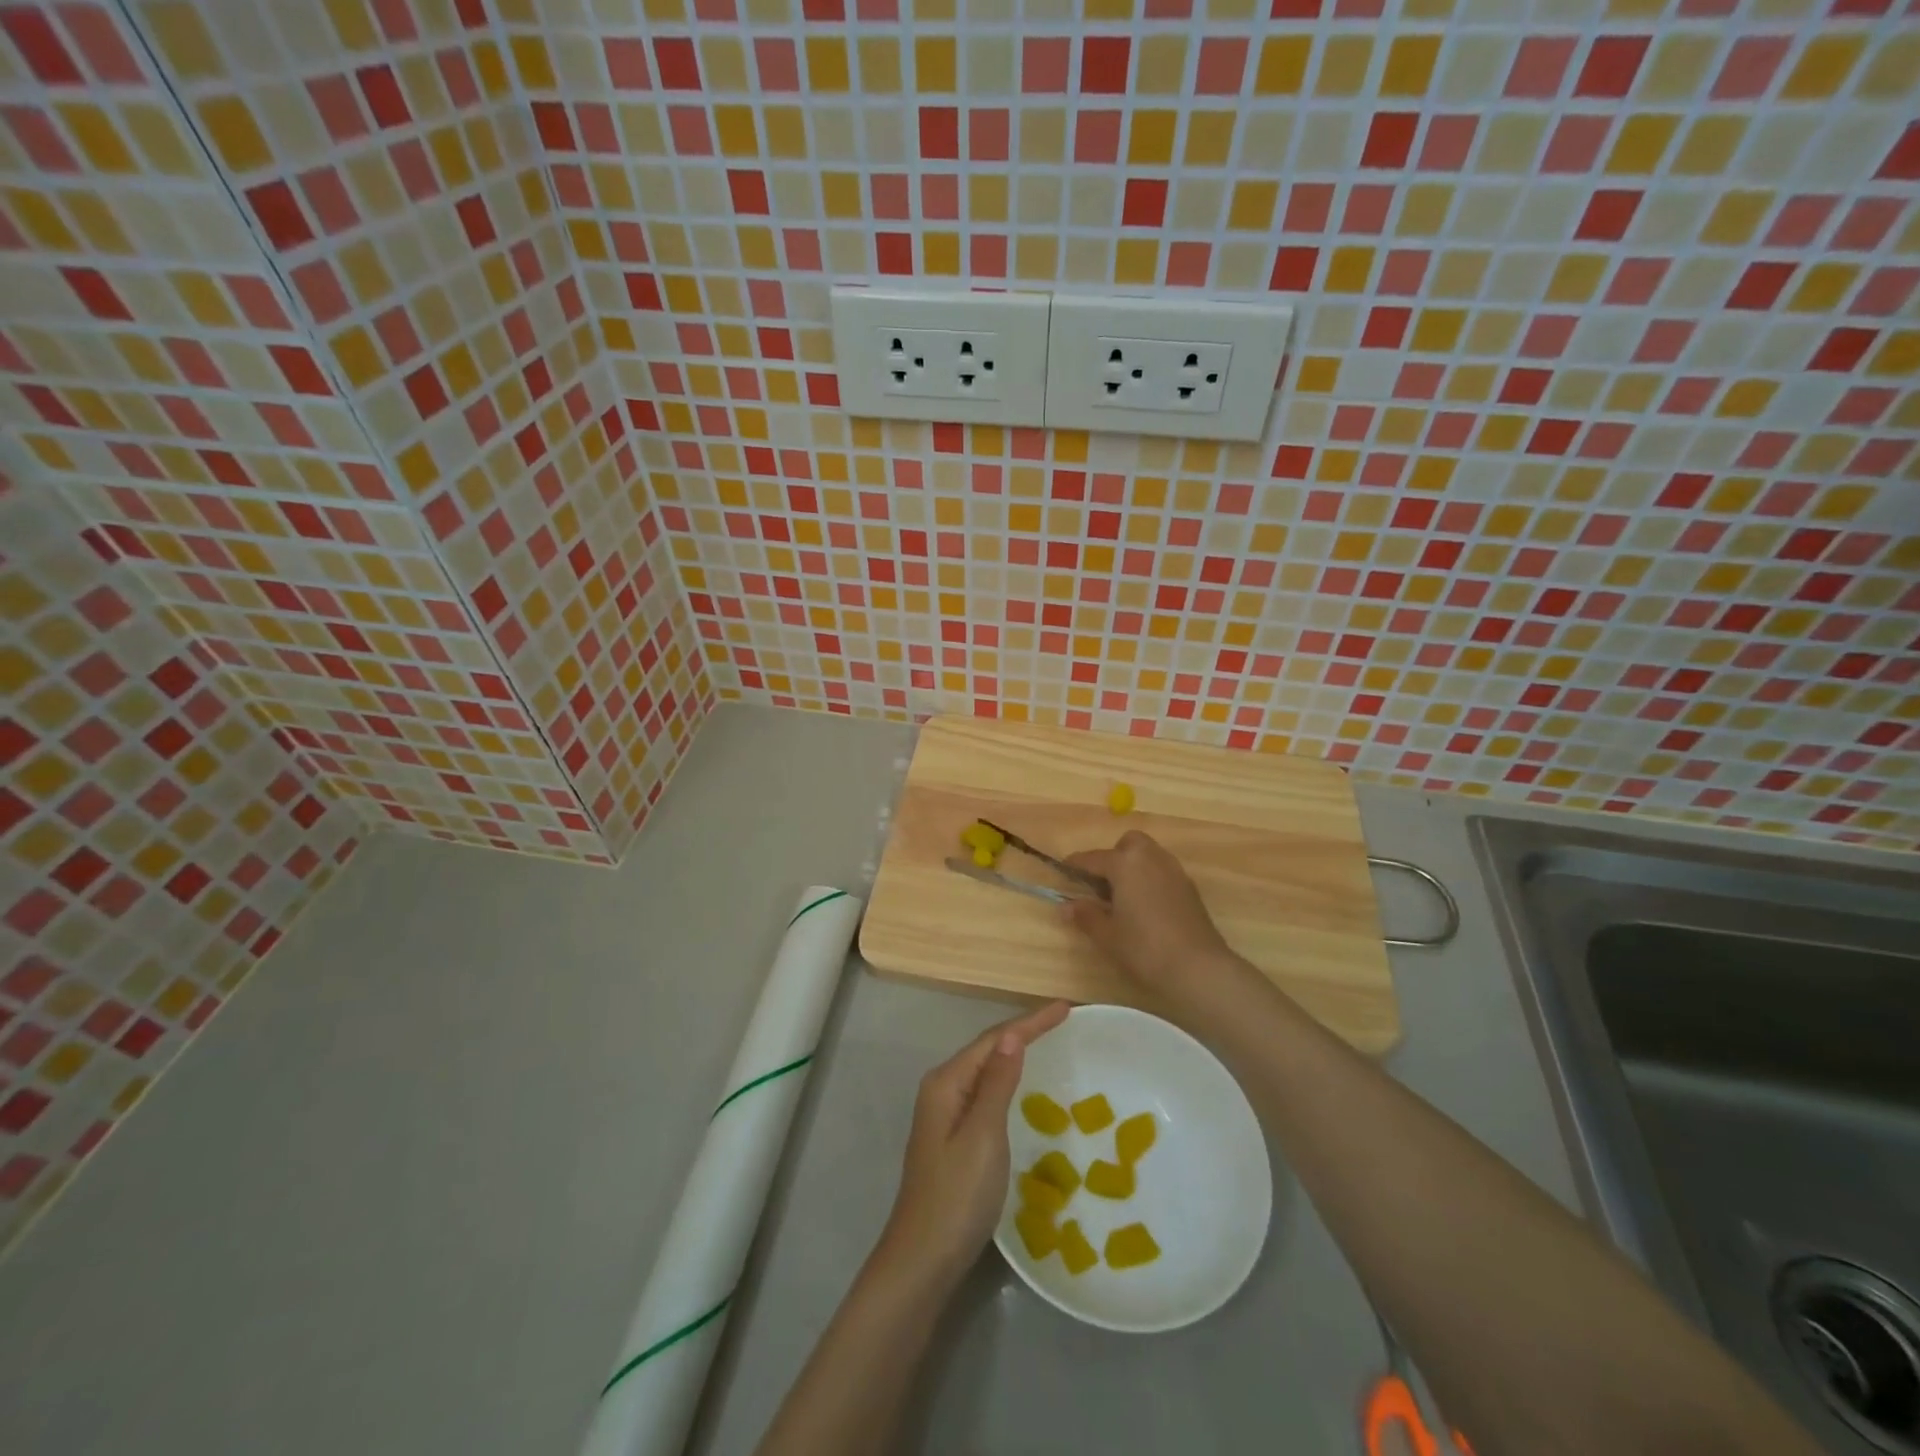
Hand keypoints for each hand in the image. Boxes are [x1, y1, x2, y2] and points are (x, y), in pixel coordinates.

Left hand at [876, 1000, 1069, 1288]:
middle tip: (1062, 1020)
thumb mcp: (984, 1135)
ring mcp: (945, 1114)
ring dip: (1016, 1052)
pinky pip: (985, 1092)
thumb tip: (1012, 1036)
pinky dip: (1008, 1079)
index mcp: (947, 1082)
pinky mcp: (952, 1137)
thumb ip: (998, 1083)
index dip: (1030, 1022)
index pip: (994, 1039)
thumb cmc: (957, 1196)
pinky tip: (1022, 1086)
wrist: (923, 1260)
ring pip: (986, 1069)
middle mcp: (942, 1089)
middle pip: (988, 1048)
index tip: (1066, 1008)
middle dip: (1023, 1031)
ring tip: (1048, 1041)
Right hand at [1064, 831, 1243, 1003]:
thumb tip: (1066, 906)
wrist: (1198, 967)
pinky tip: (1145, 907)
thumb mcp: (1107, 935)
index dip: (1075, 865)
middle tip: (1102, 884)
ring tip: (1122, 897)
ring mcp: (1174, 871)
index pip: (1093, 858)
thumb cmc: (1145, 948)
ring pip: (1148, 855)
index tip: (1063, 870)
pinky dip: (1150, 879)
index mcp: (1126, 863)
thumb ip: (1086, 916)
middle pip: (1128, 844)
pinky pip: (1162, 871)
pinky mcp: (1189, 887)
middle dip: (1113, 857)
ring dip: (1133, 866)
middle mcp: (1151, 858)